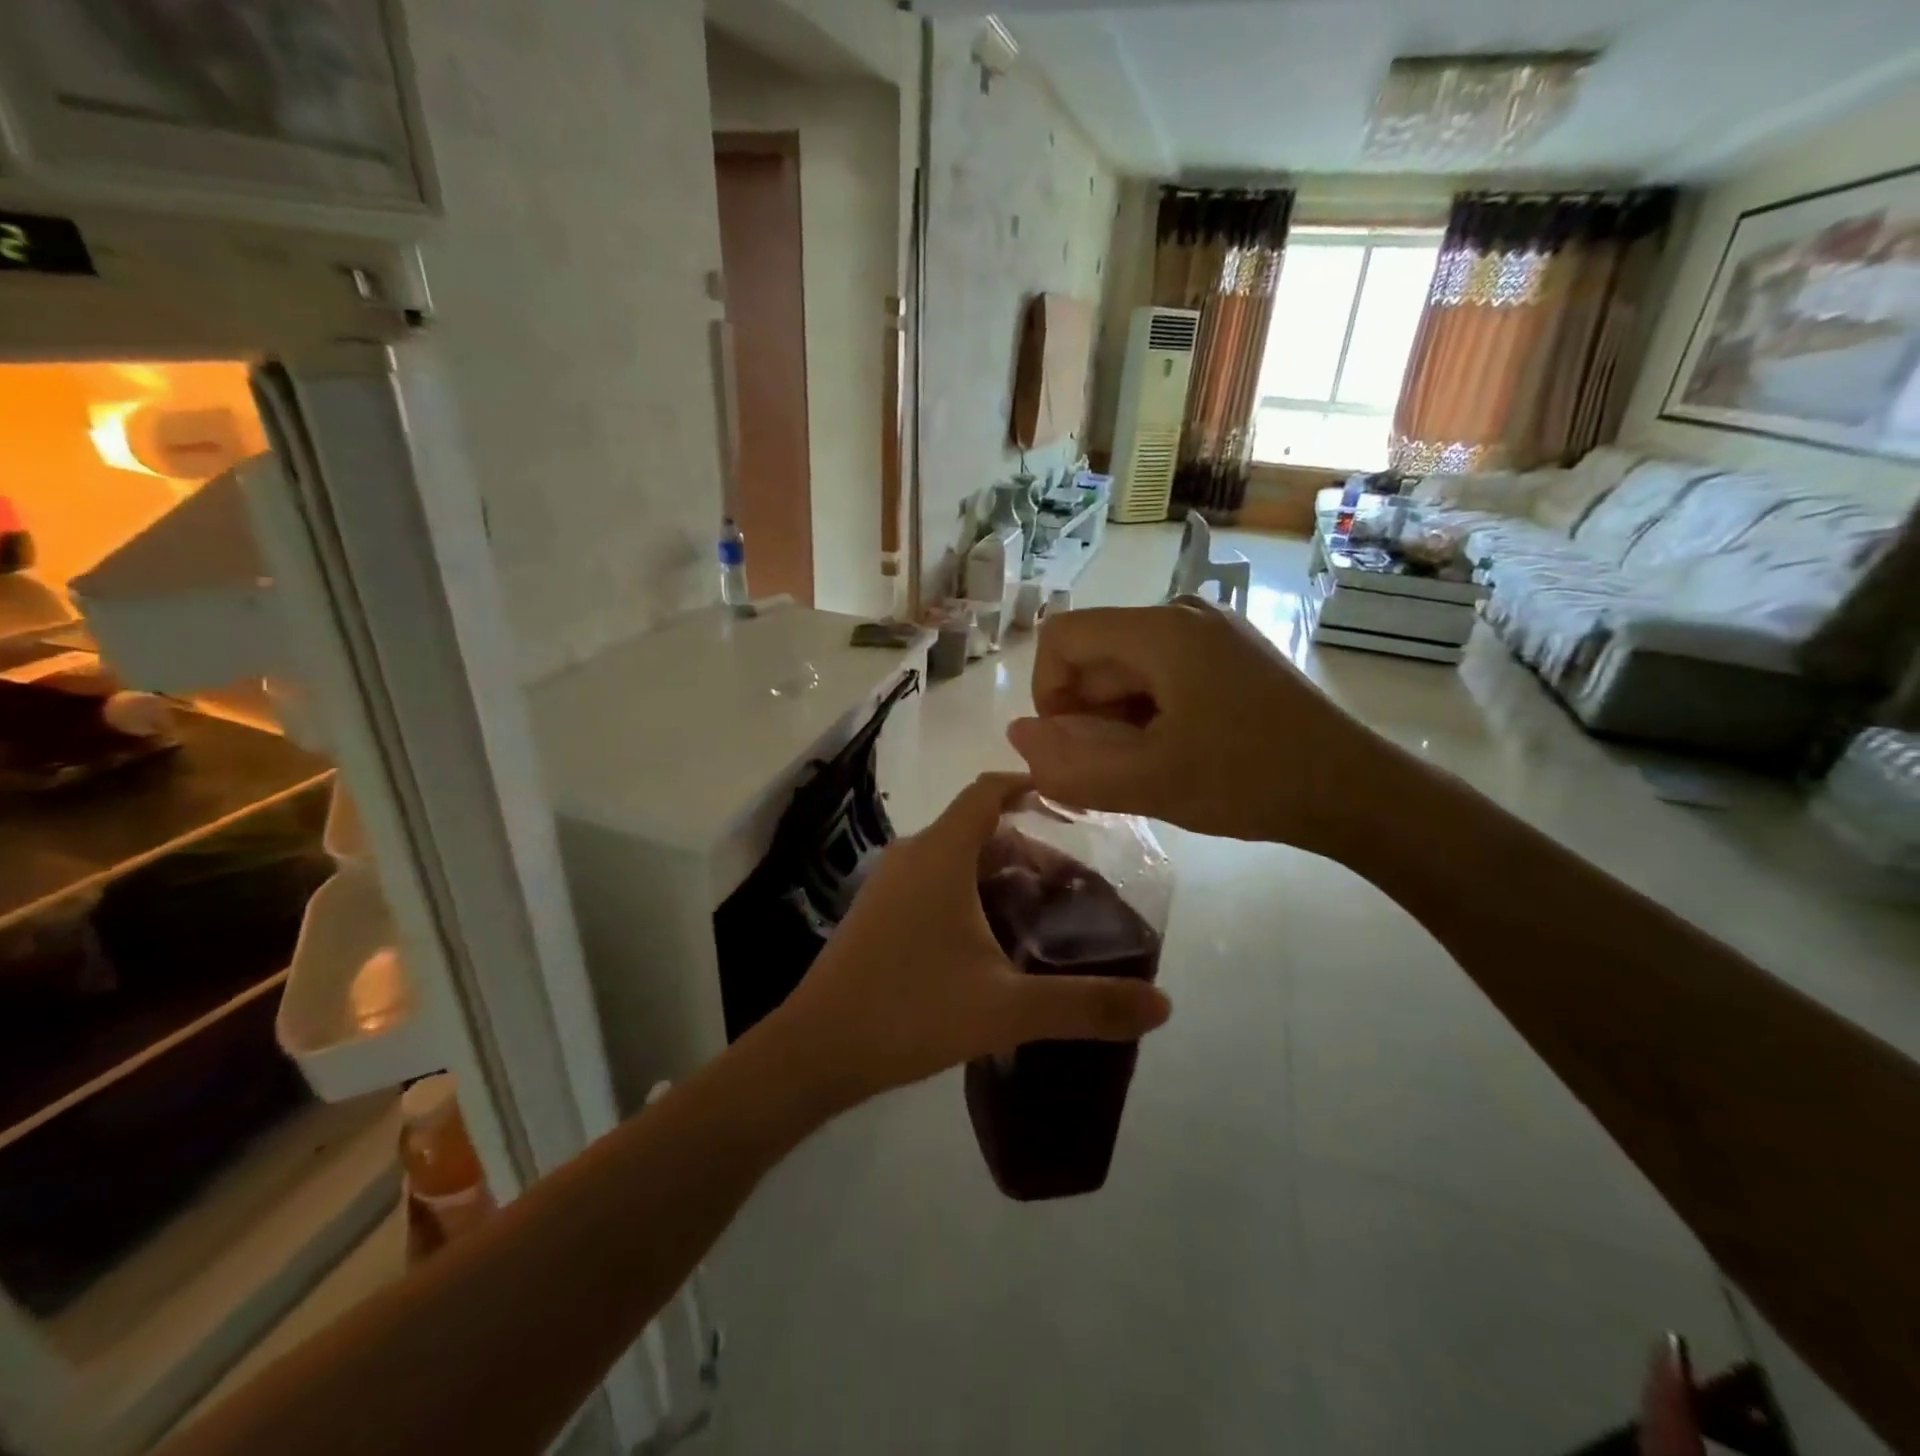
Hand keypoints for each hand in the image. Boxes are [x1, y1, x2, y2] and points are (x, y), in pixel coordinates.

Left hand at [777, 773, 1171, 1101]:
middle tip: (1073, 883)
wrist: (816, 1050)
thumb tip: (1163, 1005)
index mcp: (941, 854)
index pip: (988, 791)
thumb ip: (1085, 1005)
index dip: (1031, 786)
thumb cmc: (910, 1010)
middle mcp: (912, 855)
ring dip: (998, 871)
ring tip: (1041, 910)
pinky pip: (933, 881)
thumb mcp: (1006, 1008)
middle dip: (1028, 844)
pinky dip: (969, 890)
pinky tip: (990, 939)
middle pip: (978, 826)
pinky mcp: (877, 912)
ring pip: (954, 856)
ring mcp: (888, 884)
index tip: (1074, 805)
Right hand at [1006, 599, 1391, 853]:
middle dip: (1088, 713)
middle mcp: (1183, 613)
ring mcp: (1212, 631)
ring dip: (1118, 718)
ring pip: (1127, 668)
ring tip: (1152, 766)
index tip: (1075, 746)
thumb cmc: (1250, 781)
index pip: (1062, 636)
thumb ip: (1071, 765)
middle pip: (1096, 653)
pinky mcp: (1231, 654)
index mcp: (1160, 630)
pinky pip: (1162, 674)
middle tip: (1118, 770)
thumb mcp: (1150, 783)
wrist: (1356, 790)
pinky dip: (1150, 713)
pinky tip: (1178, 752)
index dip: (1048, 693)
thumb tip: (1016, 737)